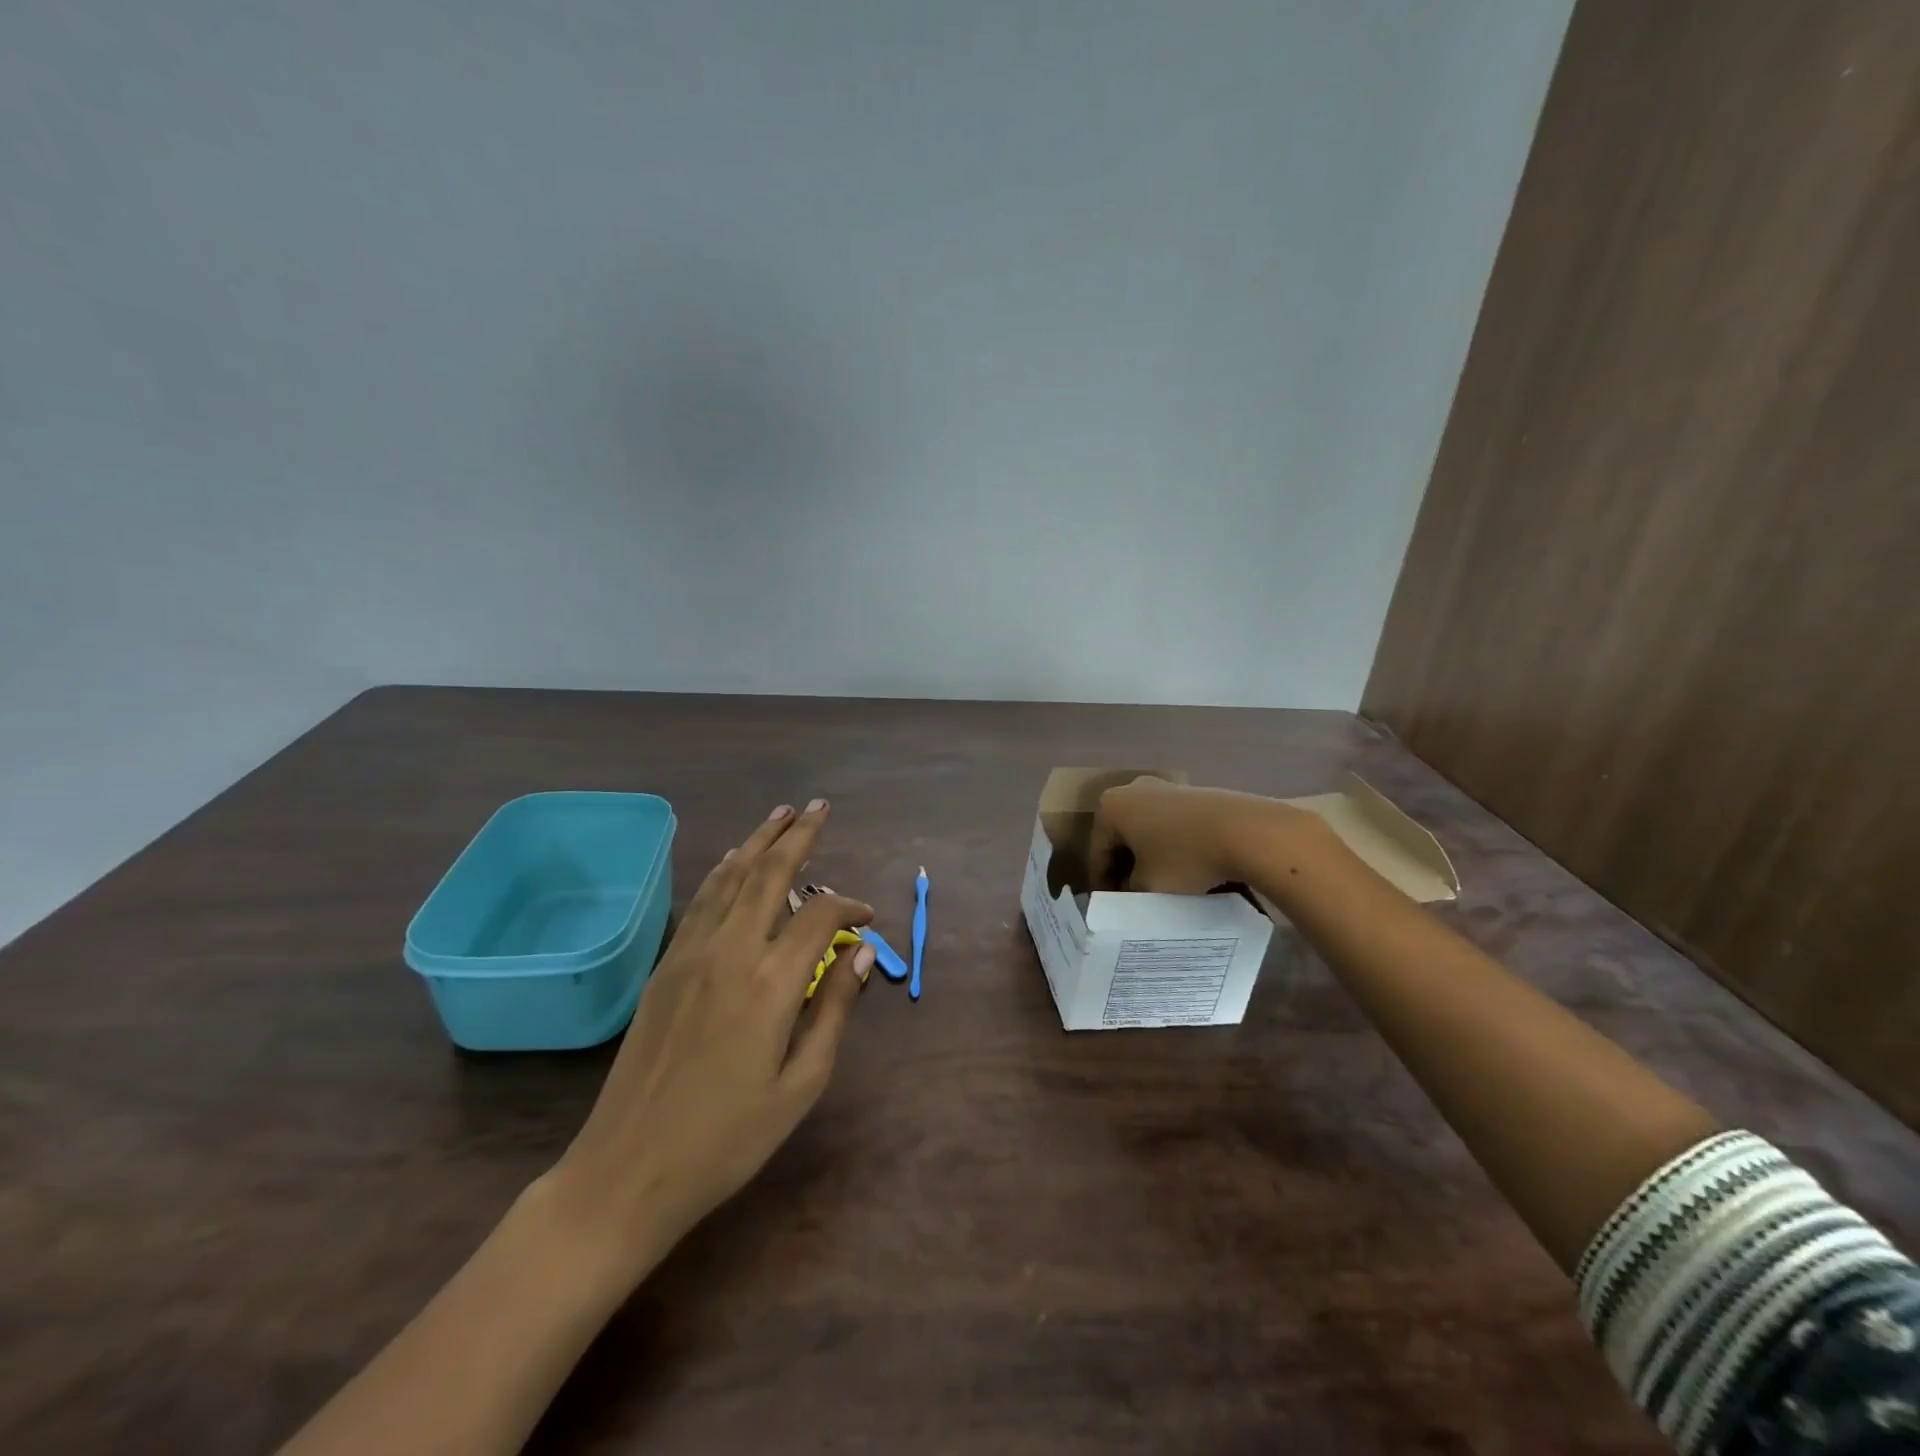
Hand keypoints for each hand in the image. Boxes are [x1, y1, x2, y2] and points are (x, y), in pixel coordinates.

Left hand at [544, 799, 874, 1283]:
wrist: (628, 1170)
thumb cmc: (728, 1138)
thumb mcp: (801, 1084)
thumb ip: (834, 1010)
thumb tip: (862, 953)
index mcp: (772, 982)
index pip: (821, 916)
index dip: (849, 907)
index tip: (867, 918)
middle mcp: (731, 950)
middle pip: (770, 873)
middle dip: (799, 834)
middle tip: (820, 807)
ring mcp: (690, 953)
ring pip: (731, 877)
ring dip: (759, 840)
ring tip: (782, 813)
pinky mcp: (664, 965)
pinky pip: (701, 901)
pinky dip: (724, 871)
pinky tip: (734, 862)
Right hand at [1090, 776, 1292, 892]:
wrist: (1246, 831)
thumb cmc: (1185, 857)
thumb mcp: (1147, 885)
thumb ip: (1130, 889)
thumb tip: (1133, 888)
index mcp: (1111, 807)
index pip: (1097, 851)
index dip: (1103, 884)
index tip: (1112, 908)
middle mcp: (1133, 789)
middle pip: (1121, 837)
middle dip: (1126, 867)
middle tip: (1134, 898)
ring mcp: (1165, 788)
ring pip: (1148, 830)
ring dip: (1150, 856)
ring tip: (1162, 886)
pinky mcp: (1193, 793)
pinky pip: (1172, 825)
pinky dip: (1172, 846)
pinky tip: (1187, 869)